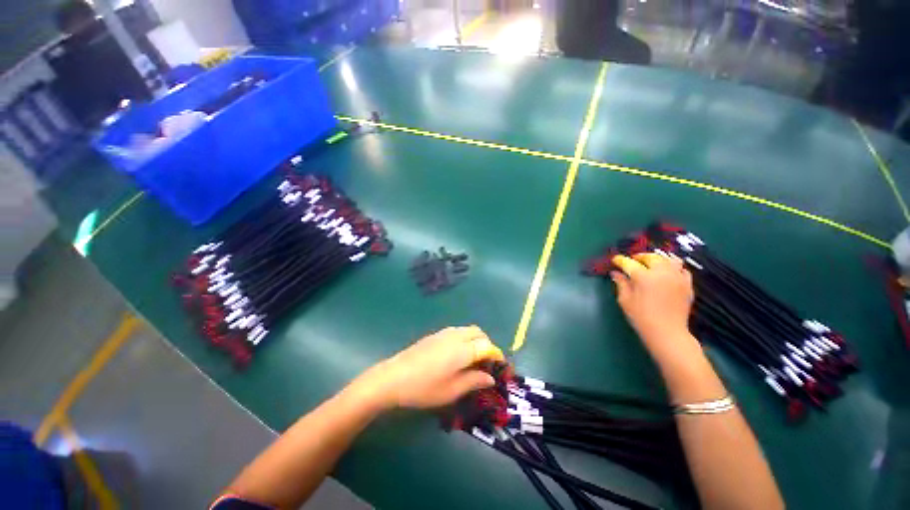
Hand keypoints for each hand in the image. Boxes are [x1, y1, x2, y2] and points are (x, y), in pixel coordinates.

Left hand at [351, 326, 503, 410]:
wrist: (393, 377)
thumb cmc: (424, 388)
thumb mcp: (452, 391)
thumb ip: (474, 381)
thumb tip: (490, 378)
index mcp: (463, 350)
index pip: (488, 346)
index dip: (497, 355)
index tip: (501, 367)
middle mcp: (456, 336)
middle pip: (479, 333)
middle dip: (487, 345)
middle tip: (486, 363)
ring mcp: (444, 333)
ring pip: (468, 330)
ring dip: (476, 340)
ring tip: (473, 359)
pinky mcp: (435, 334)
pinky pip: (457, 331)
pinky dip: (465, 338)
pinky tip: (457, 354)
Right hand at [611, 253, 694, 352]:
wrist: (667, 333)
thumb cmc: (641, 317)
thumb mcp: (625, 300)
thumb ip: (621, 284)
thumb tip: (616, 273)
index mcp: (643, 277)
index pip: (629, 263)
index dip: (620, 260)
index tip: (615, 260)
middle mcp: (662, 273)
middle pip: (651, 257)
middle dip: (640, 256)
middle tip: (632, 261)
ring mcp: (677, 277)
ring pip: (669, 259)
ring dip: (657, 259)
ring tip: (651, 264)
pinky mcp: (687, 284)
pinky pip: (681, 269)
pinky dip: (673, 267)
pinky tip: (667, 273)